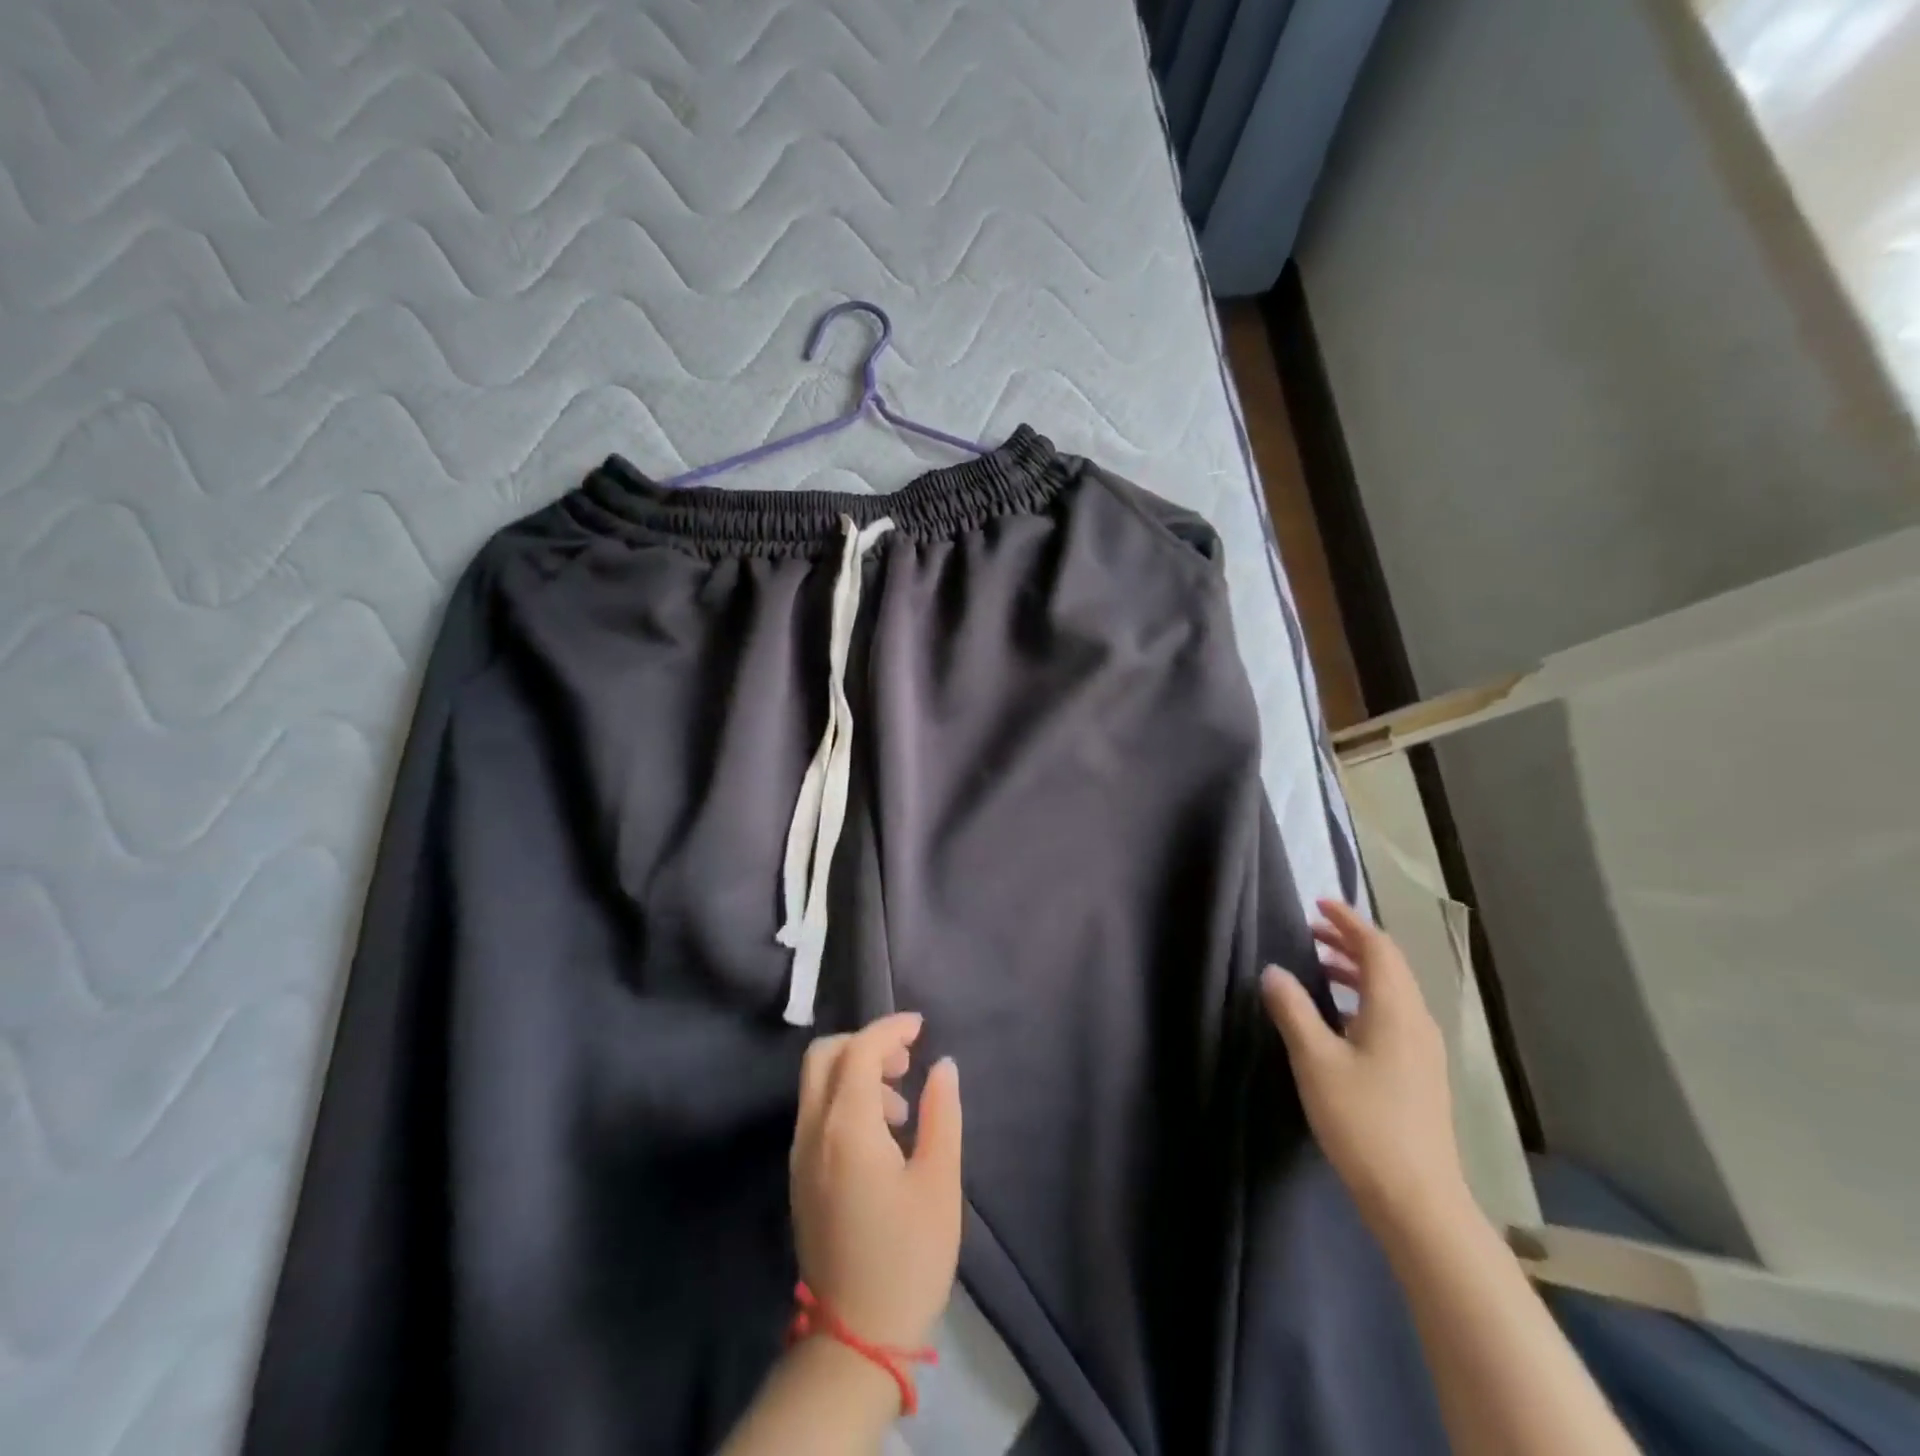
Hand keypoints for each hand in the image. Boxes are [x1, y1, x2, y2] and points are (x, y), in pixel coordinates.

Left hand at [789, 1012, 962, 1350]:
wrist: (856, 1339)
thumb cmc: (908, 1257)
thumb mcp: (940, 1183)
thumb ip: (942, 1114)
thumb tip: (943, 1065)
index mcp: (847, 1128)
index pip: (859, 1051)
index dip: (890, 1029)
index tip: (921, 1026)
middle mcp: (813, 1131)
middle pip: (824, 1056)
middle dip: (864, 1043)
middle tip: (905, 1060)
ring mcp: (799, 1155)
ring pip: (817, 1084)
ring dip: (855, 1071)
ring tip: (902, 1105)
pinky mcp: (800, 1177)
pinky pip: (816, 1113)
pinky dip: (845, 1099)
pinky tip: (882, 1133)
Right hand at [1261, 900, 1469, 1236]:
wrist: (1416, 1199)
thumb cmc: (1362, 1120)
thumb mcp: (1315, 1060)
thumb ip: (1292, 1009)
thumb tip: (1273, 970)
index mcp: (1395, 1009)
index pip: (1377, 947)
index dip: (1348, 921)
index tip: (1318, 904)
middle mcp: (1416, 1021)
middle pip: (1388, 966)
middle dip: (1350, 942)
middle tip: (1311, 931)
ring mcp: (1423, 1050)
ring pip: (1390, 992)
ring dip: (1356, 971)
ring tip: (1319, 967)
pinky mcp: (1420, 1074)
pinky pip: (1391, 1015)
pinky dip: (1363, 998)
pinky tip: (1338, 1018)